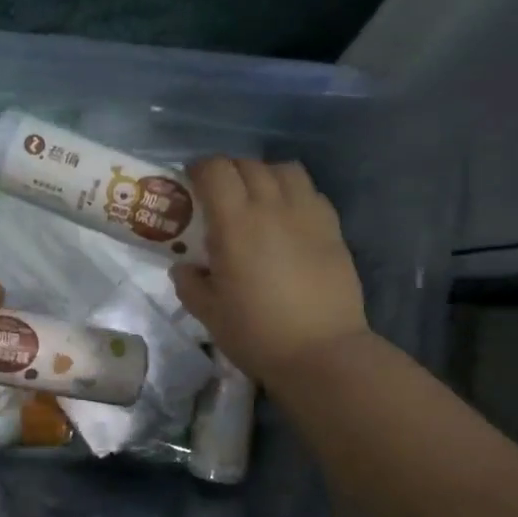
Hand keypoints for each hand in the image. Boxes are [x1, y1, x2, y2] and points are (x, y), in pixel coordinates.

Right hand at [169, 157, 369, 383]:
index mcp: (235, 223)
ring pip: (284, 170)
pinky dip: (293, 193)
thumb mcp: (208, 313)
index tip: (190, 184)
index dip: (199, 170)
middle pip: (248, 164)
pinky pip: (310, 192)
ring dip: (264, 175)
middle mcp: (272, 207)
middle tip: (218, 196)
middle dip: (228, 172)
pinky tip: (287, 218)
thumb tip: (185, 268)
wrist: (321, 352)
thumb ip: (190, 284)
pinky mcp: (333, 228)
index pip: (215, 170)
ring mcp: (308, 214)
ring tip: (256, 199)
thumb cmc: (256, 333)